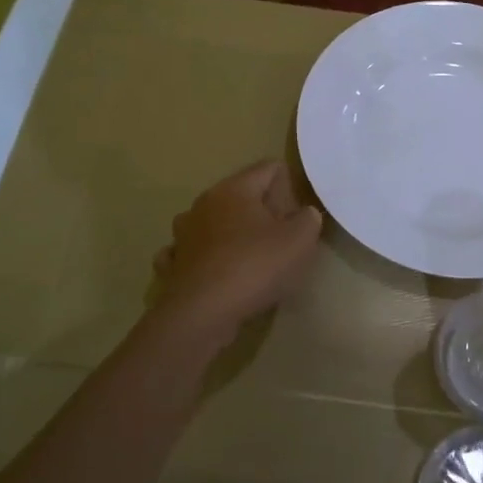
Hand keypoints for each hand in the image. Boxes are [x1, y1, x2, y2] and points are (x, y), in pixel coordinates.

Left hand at [150, 160, 323, 344]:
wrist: (202, 313)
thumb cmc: (254, 267)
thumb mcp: (299, 241)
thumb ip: (308, 220)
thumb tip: (304, 214)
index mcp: (234, 189)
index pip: (268, 168)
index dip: (289, 184)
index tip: (298, 212)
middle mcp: (204, 203)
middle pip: (240, 195)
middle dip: (262, 210)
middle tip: (282, 238)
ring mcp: (183, 234)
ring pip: (213, 222)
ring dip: (230, 232)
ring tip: (249, 256)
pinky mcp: (173, 263)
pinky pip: (192, 252)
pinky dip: (205, 257)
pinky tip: (216, 273)